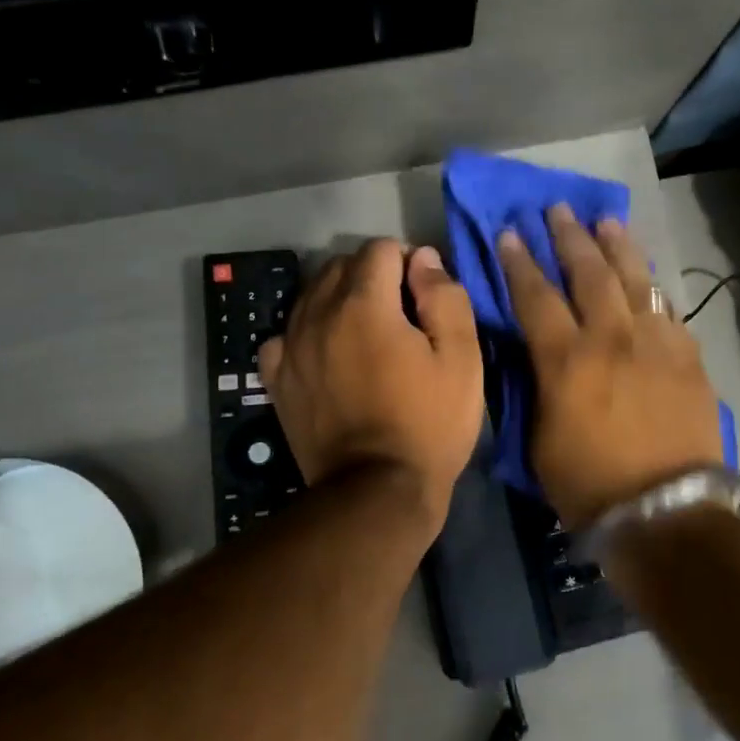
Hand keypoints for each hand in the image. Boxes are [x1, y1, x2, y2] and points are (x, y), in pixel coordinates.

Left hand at [259, 240, 482, 535]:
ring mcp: (291, 348)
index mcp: (364, 304)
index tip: (424, 294)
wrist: (377, 491)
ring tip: (366, 335)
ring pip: (311, 296)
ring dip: (339, 300)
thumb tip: (422, 258)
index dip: (408, 261)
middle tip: (401, 314)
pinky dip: (306, 334)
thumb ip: (444, 297)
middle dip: (373, 276)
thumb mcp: (461, 358)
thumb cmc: (429, 424)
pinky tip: (326, 355)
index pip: (379, 249)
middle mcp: (318, 315)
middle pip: (340, 266)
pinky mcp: (277, 380)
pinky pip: (284, 336)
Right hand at [498, 206, 722, 526]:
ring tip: (605, 221)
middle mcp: (611, 338)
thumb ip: (539, 386)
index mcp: (567, 359)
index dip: (520, 262)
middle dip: (569, 238)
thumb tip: (540, 356)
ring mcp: (655, 343)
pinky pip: (668, 311)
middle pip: (588, 273)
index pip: (536, 296)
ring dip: (617, 247)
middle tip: (556, 209)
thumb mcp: (540, 437)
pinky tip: (649, 280)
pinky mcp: (688, 357)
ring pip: (635, 280)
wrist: (664, 510)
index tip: (510, 233)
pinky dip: (653, 291)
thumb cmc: (589, 484)